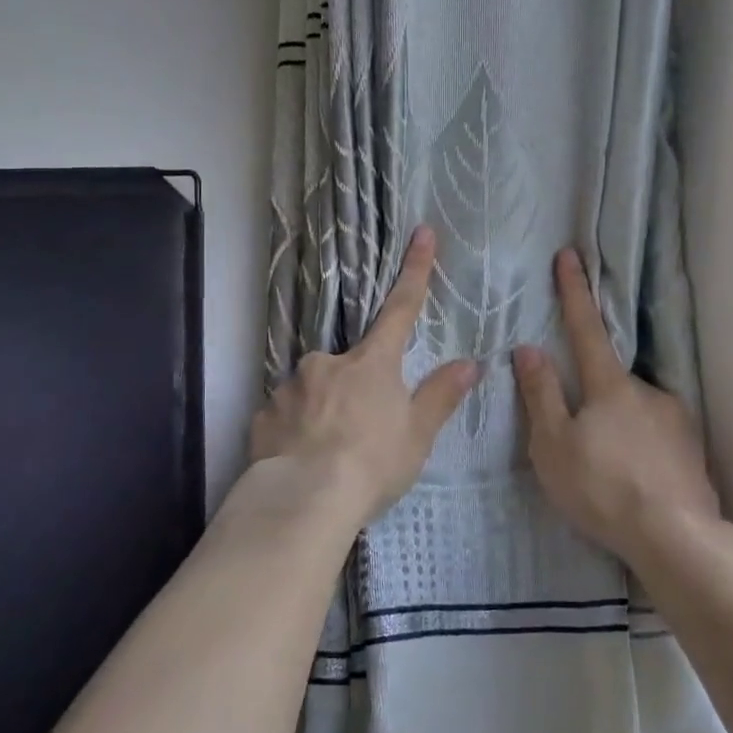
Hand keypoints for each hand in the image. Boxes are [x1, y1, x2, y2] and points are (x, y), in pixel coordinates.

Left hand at [251, 226, 478, 525]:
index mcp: (371, 363)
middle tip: (360, 433)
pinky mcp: (263, 415)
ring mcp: (290, 386)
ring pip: (314, 390)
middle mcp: (327, 363)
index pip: (400, 309)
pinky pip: (285, 416)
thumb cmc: (372, 463)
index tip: (422, 232)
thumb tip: (469, 363)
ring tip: (329, 456)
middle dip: (355, 390)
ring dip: (324, 412)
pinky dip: (296, 431)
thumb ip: (440, 396)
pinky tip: (301, 460)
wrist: (304, 500)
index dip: (414, 271)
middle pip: (349, 364)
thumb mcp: (417, 434)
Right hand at [513, 248, 718, 563]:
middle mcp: (647, 391)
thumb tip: (528, 348)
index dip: (574, 292)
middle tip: (583, 447)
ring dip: (619, 430)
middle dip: (594, 402)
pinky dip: (641, 451)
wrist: (675, 537)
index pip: (586, 327)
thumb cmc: (601, 488)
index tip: (570, 255)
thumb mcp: (554, 444)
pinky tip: (635, 482)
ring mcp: (676, 419)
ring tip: (609, 475)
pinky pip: (657, 438)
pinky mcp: (692, 448)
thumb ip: (541, 394)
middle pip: (610, 381)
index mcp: (610, 385)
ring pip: (635, 413)